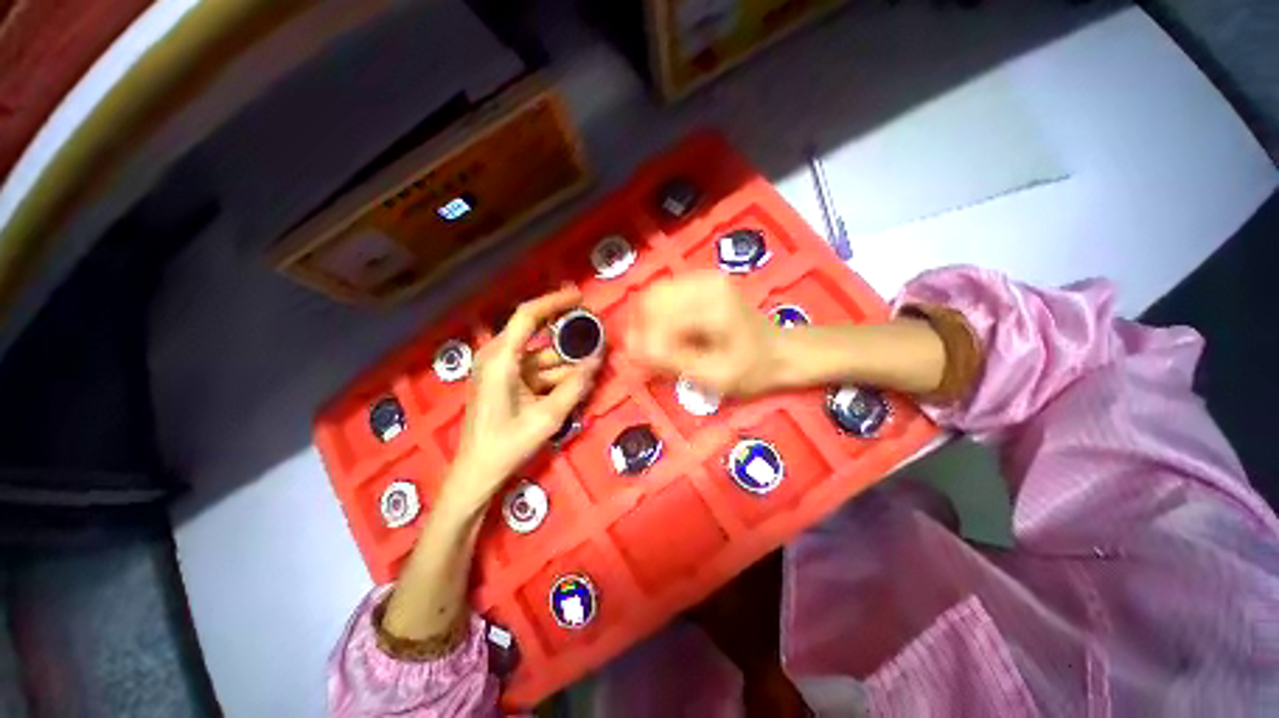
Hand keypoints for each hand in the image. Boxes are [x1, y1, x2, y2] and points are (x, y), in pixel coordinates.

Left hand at [444, 287, 600, 510]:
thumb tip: (598, 359)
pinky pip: (535, 370)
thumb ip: (575, 386)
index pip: (528, 316)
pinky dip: (555, 375)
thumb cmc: (507, 445)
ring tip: (590, 369)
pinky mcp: (505, 381)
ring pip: (540, 357)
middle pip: (537, 335)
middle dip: (567, 337)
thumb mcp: (547, 417)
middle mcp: (497, 357)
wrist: (477, 473)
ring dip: (565, 363)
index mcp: (500, 360)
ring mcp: (500, 370)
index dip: (554, 301)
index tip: (580, 296)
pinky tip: (574, 384)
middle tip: (594, 335)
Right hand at [627, 272, 785, 396]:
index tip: (642, 364)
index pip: (657, 315)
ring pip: (654, 294)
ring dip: (648, 321)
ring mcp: (704, 277)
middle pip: (650, 298)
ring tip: (656, 346)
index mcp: (712, 304)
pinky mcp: (702, 280)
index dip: (643, 340)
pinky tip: (667, 333)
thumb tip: (632, 348)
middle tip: (646, 355)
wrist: (781, 351)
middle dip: (642, 328)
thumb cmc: (752, 369)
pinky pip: (665, 293)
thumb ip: (671, 360)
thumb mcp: (713, 376)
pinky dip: (658, 314)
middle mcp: (706, 281)